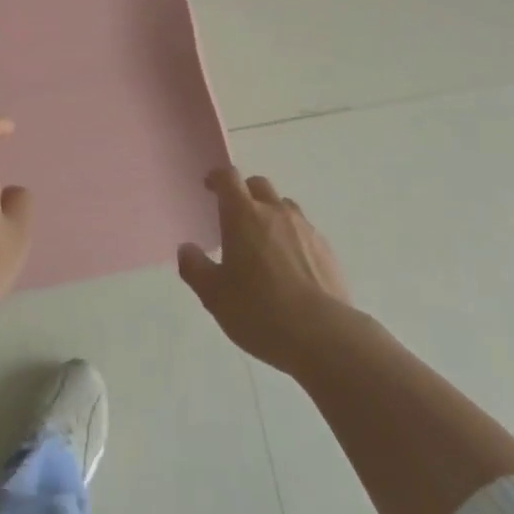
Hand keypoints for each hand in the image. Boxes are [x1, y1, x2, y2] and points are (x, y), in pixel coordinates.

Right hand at [178, 167, 351, 374]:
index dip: (217, 178)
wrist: (322, 335)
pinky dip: (293, 238)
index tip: (210, 186)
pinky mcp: (327, 250)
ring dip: (271, 214)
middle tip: (235, 217)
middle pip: (258, 185)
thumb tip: (187, 249)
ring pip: (284, 207)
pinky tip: (290, 267)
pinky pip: (304, 232)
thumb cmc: (259, 310)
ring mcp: (305, 229)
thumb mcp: (214, 295)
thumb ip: (195, 267)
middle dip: (245, 193)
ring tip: (264, 242)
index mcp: (243, 215)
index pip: (228, 178)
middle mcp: (275, 212)